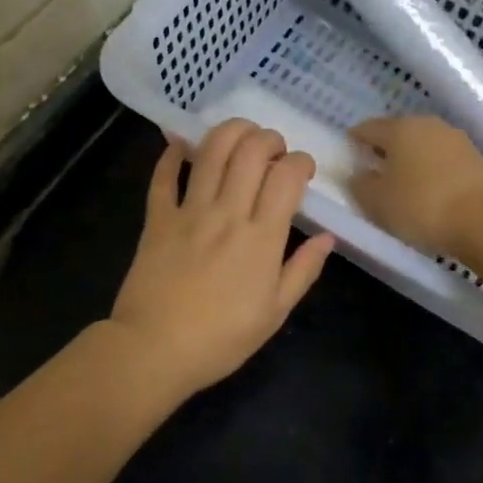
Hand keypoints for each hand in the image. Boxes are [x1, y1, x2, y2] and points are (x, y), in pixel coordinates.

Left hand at [106, 119, 335, 403]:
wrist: (155, 350)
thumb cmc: (221, 339)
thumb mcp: (275, 313)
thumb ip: (303, 271)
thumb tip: (327, 237)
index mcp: (262, 237)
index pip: (286, 177)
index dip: (300, 162)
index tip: (303, 170)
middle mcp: (227, 213)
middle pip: (251, 152)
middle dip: (269, 139)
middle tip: (274, 150)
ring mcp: (189, 212)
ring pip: (211, 152)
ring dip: (230, 132)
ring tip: (241, 135)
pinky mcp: (157, 218)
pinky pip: (163, 176)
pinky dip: (172, 154)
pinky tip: (181, 144)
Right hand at [349, 115, 482, 256]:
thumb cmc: (421, 206)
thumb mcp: (376, 201)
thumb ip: (360, 185)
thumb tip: (359, 175)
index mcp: (399, 128)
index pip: (367, 128)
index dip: (353, 141)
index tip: (348, 157)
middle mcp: (428, 124)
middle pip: (397, 134)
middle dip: (384, 151)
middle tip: (372, 173)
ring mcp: (456, 140)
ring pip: (422, 146)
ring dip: (410, 161)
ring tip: (401, 186)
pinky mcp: (477, 159)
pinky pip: (443, 162)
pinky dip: (431, 172)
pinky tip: (428, 193)